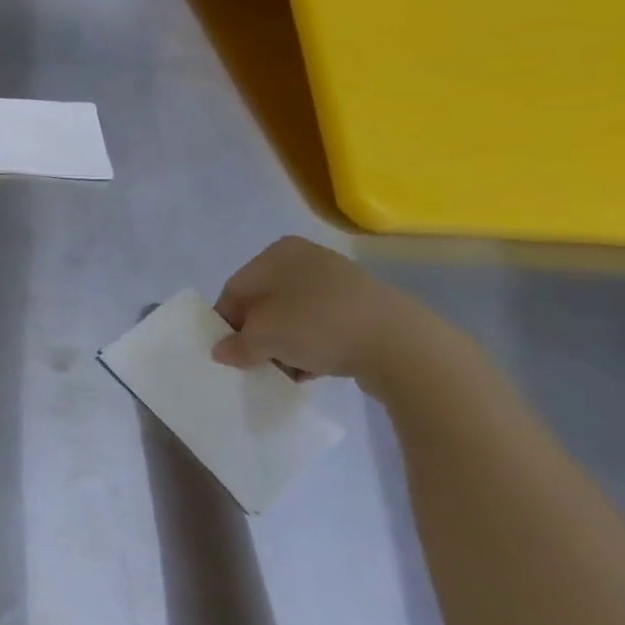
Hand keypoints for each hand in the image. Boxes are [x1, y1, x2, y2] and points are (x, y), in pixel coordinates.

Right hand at [210, 236, 426, 383]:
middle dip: (257, 334)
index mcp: (277, 254)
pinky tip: (313, 370)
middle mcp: (307, 260)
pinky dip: (313, 347)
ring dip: (284, 344)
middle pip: (266, 303)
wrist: (402, 346)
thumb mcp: (261, 338)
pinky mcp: (366, 308)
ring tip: (285, 370)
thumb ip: (235, 344)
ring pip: (295, 317)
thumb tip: (222, 351)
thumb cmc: (316, 326)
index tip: (228, 351)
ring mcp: (341, 283)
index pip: (235, 289)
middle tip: (255, 362)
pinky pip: (325, 327)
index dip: (227, 322)